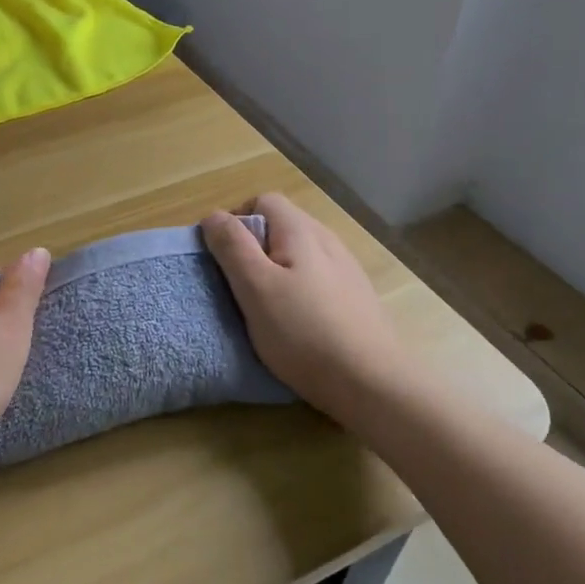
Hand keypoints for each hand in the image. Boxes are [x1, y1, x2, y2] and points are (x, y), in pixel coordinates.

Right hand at [202, 192, 411, 420]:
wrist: (371, 382)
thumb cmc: (303, 333)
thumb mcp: (255, 288)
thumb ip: (232, 247)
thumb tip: (214, 216)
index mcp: (302, 231)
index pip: (263, 201)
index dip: (236, 221)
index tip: (224, 259)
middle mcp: (328, 240)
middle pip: (282, 224)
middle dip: (255, 247)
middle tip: (241, 286)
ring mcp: (346, 268)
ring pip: (300, 252)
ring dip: (277, 269)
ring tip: (268, 306)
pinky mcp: (356, 296)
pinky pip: (318, 276)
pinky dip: (299, 288)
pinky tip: (298, 320)